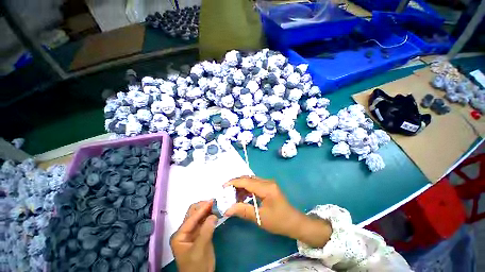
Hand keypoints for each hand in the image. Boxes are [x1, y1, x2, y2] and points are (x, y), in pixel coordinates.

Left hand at [170, 200, 216, 271]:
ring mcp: (194, 232)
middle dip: (204, 207)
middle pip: (194, 214)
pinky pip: (205, 221)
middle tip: (215, 203)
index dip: (202, 209)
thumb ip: (206, 231)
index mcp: (180, 235)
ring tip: (217, 205)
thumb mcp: (200, 249)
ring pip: (200, 216)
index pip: (192, 217)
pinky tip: (217, 213)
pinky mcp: (201, 234)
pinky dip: (211, 216)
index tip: (213, 201)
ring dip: (208, 210)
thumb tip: (214, 215)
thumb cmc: (196, 266)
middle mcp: (185, 231)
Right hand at [224, 176, 331, 247]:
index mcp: (266, 188)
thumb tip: (227, 209)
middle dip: (236, 184)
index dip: (234, 183)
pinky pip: (255, 184)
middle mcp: (267, 182)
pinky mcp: (268, 186)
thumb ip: (243, 211)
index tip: (223, 187)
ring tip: (233, 195)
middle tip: (227, 192)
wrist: (294, 222)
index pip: (246, 181)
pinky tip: (242, 196)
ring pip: (251, 180)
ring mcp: (268, 183)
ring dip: (241, 186)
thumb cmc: (279, 221)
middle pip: (248, 178)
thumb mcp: (260, 218)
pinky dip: (247, 189)